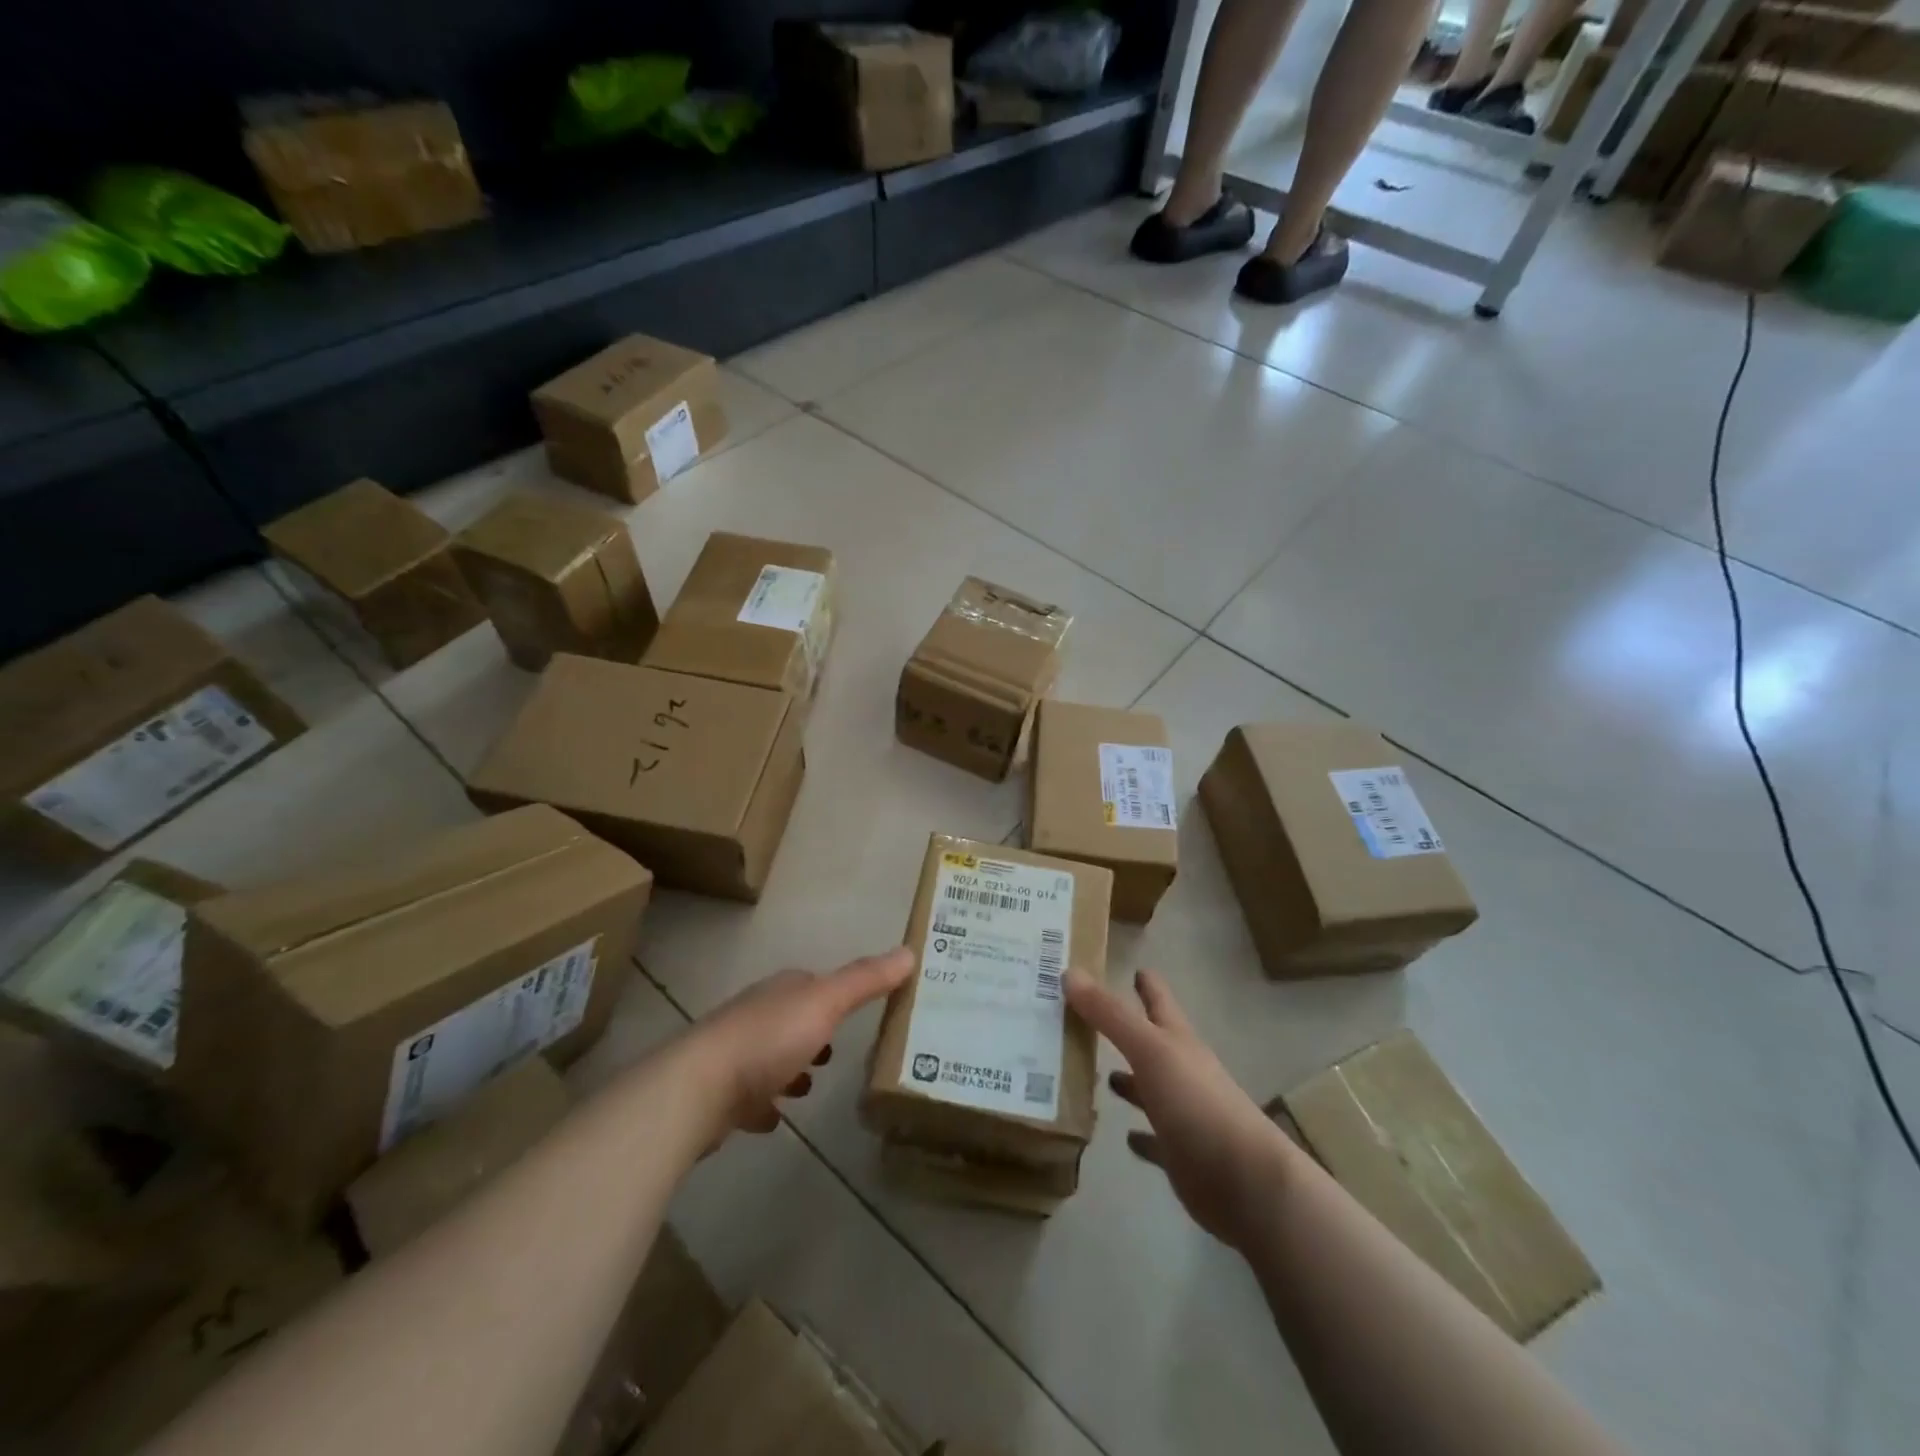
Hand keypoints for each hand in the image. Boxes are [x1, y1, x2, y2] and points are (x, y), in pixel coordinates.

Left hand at [689, 947, 913, 1139]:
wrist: (697, 1089)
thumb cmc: (768, 1040)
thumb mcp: (826, 1004)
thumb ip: (865, 980)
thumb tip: (909, 951)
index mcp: (781, 992)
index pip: (811, 984)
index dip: (834, 994)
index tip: (858, 1009)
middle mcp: (755, 1015)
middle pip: (790, 1019)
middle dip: (812, 1031)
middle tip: (837, 1052)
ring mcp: (732, 1055)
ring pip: (768, 1056)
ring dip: (789, 1067)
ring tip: (811, 1087)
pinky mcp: (718, 1096)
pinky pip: (748, 1098)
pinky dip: (763, 1104)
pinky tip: (776, 1120)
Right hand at [1068, 968, 1292, 1249]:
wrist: (1244, 1180)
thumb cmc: (1196, 1103)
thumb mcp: (1149, 1049)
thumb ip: (1110, 1014)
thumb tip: (1070, 972)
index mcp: (1177, 1040)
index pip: (1159, 1000)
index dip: (1147, 983)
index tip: (1132, 966)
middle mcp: (1181, 1070)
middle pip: (1151, 1042)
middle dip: (1126, 1029)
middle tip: (1091, 1019)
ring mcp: (1183, 1113)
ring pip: (1149, 1088)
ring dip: (1128, 1080)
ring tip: (1099, 1073)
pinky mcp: (1179, 1154)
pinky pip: (1154, 1139)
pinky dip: (1140, 1135)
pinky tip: (1124, 1135)